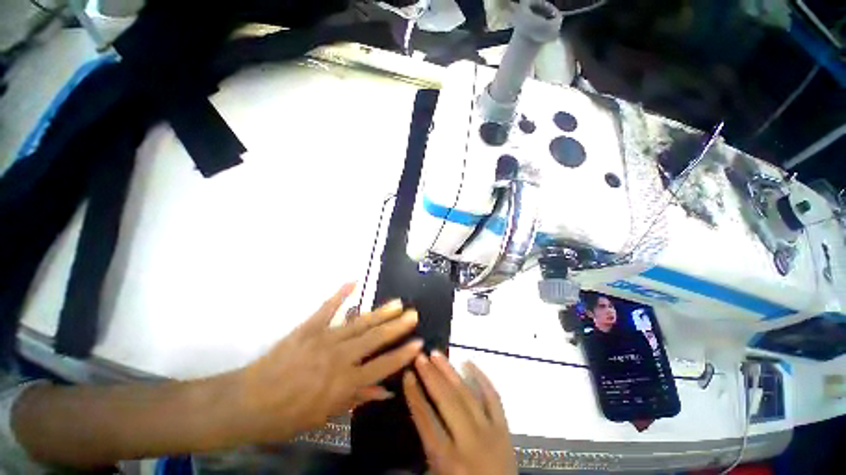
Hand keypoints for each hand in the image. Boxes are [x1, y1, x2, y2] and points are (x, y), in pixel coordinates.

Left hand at [238, 283, 421, 441]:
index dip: (402, 355)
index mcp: (344, 383)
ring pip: (359, 323)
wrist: (248, 403)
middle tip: (414, 314)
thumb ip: (357, 399)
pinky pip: (327, 308)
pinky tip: (353, 281)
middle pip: (375, 339)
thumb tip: (384, 392)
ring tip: (398, 303)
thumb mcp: (325, 415)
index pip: (382, 366)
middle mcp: (340, 358)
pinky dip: (340, 293)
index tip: (418, 343)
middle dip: (397, 326)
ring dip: (380, 312)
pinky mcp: (309, 327)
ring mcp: (324, 339)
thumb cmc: (288, 416)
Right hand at [403, 352, 516, 474]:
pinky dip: (481, 377)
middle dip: (430, 376)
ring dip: (449, 371)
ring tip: (436, 354)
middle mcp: (469, 442)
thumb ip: (424, 449)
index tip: (407, 375)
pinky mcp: (504, 428)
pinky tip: (468, 361)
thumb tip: (411, 418)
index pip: (426, 420)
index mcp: (448, 460)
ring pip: (466, 394)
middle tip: (419, 357)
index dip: (415, 395)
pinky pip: (493, 396)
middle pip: (446, 401)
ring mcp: (490, 432)